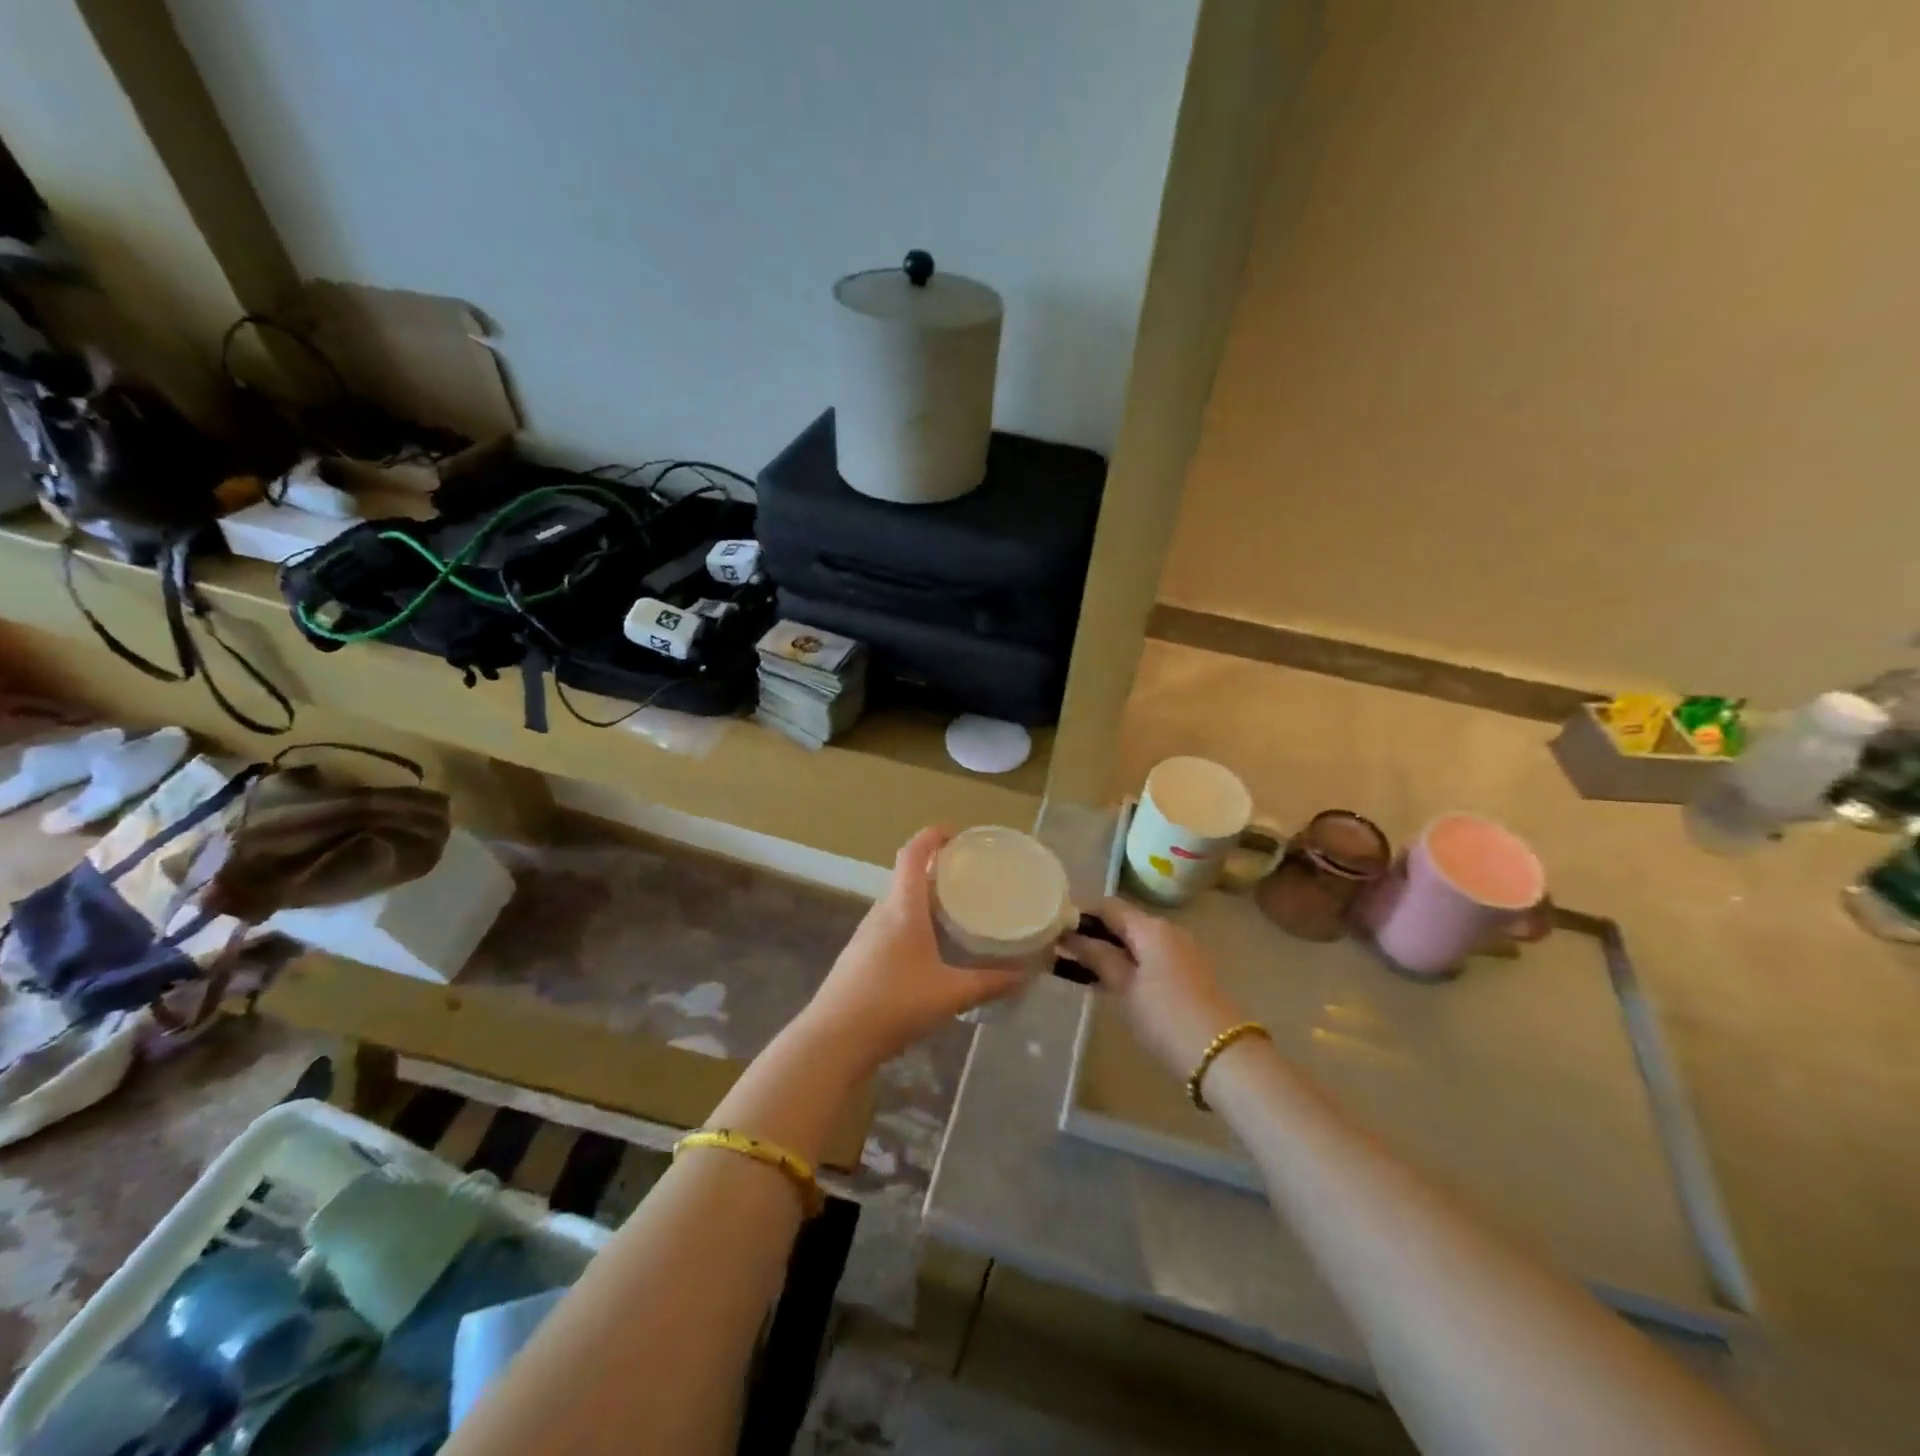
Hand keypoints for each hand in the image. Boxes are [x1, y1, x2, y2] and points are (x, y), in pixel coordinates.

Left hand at [798, 827, 1025, 1073]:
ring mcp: (865, 936)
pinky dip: (910, 924)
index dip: (932, 836)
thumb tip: (1024, 975)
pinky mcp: (858, 958)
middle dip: (934, 871)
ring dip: (921, 900)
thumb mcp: (949, 994)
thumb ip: (989, 983)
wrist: (834, 1039)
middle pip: (905, 877)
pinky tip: (927, 951)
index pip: (913, 854)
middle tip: (966, 878)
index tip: (956, 834)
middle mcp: (881, 913)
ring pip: (897, 904)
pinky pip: (889, 927)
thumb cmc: (893, 1003)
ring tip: (952, 912)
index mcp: (902, 908)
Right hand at [1060, 898, 1246, 1079]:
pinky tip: (1116, 984)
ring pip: (1138, 941)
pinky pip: (1152, 956)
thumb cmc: (1165, 1017)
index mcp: (1151, 927)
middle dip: (1095, 934)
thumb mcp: (1124, 988)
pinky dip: (1131, 963)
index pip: (1108, 906)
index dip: (1081, 915)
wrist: (1223, 1056)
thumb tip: (1070, 935)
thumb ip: (1097, 957)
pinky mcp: (1190, 972)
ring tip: (1085, 971)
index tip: (1056, 932)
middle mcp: (1169, 930)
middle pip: (1124, 921)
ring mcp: (1183, 950)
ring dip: (1113, 951)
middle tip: (1065, 954)